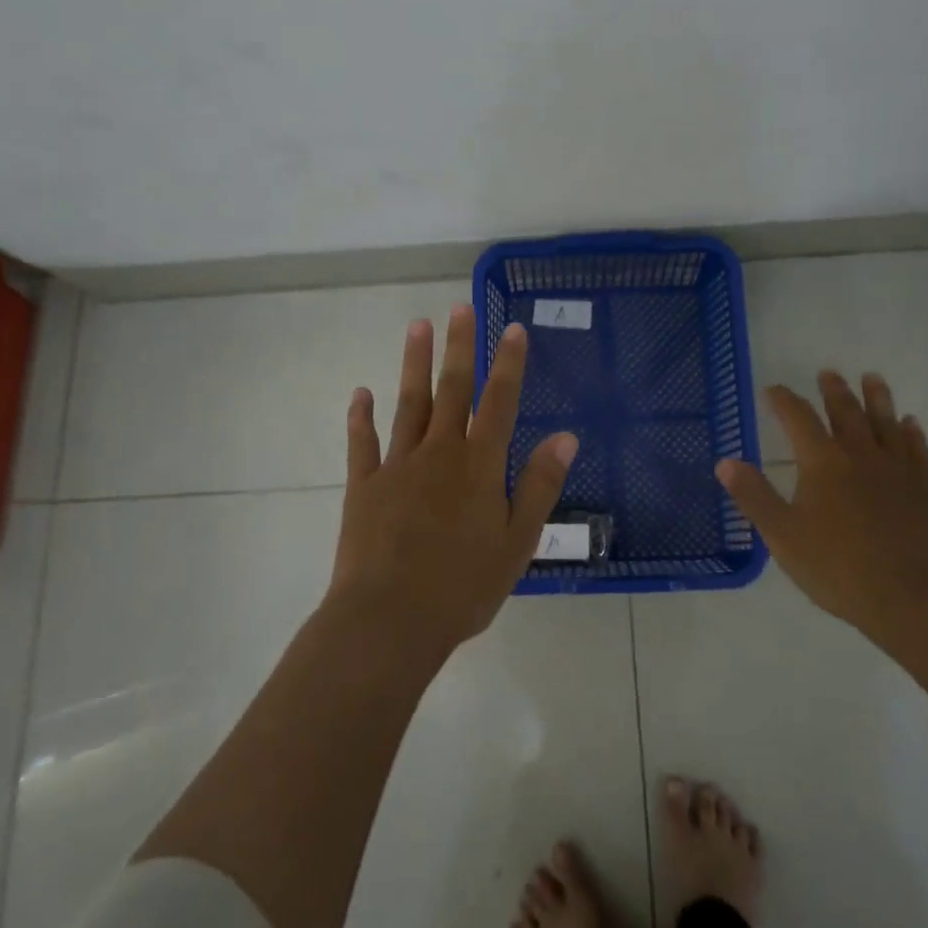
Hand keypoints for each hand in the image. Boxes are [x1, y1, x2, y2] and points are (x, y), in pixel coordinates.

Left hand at [330, 303, 577, 654]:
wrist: (389, 621)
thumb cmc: (462, 587)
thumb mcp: (517, 542)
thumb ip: (539, 485)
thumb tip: (566, 436)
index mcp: (479, 466)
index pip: (500, 402)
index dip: (508, 364)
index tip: (512, 328)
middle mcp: (439, 453)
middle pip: (452, 390)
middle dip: (459, 347)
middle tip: (460, 306)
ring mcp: (397, 465)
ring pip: (408, 403)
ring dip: (414, 363)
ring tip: (418, 325)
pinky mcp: (363, 485)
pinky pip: (363, 442)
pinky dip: (361, 416)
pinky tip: (361, 393)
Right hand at [715, 371, 927, 643]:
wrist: (913, 598)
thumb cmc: (838, 568)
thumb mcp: (782, 535)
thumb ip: (754, 496)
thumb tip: (725, 462)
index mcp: (822, 463)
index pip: (798, 419)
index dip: (784, 401)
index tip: (773, 389)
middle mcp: (860, 456)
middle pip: (846, 413)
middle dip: (834, 391)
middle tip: (828, 373)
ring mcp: (898, 471)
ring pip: (886, 424)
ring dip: (877, 399)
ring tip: (872, 378)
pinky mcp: (926, 491)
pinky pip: (918, 451)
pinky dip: (913, 433)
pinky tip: (911, 424)